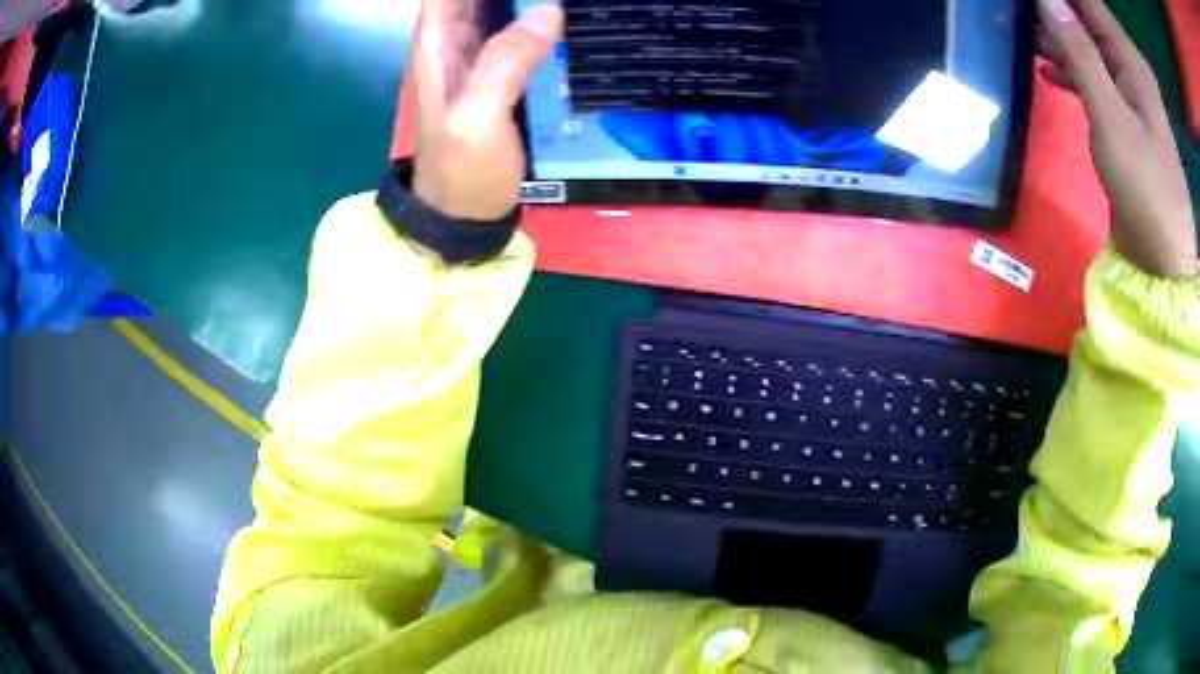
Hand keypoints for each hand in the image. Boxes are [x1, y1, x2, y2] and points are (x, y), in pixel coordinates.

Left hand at [411, 0, 562, 220]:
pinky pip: (521, 29)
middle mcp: (455, 38)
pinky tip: (569, 15)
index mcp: (437, 40)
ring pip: (502, 5)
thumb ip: (504, 62)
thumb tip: (549, 11)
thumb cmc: (462, 169)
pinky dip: (542, 16)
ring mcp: (480, 53)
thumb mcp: (476, 118)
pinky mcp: (503, 70)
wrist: (464, 212)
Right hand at [1038, 0, 1196, 277]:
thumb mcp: (1111, 118)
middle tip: (1021, 15)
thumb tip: (1046, 0)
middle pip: (1088, 19)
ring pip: (1091, 46)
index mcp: (1132, 61)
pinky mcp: (1130, 118)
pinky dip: (1074, 70)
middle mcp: (1134, 69)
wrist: (1165, 262)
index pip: (1089, 1)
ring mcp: (1134, 94)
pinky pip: (1098, 77)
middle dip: (1057, 11)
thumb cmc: (1145, 190)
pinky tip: (1050, 75)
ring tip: (1027, 38)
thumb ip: (1080, 52)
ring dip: (1061, 39)